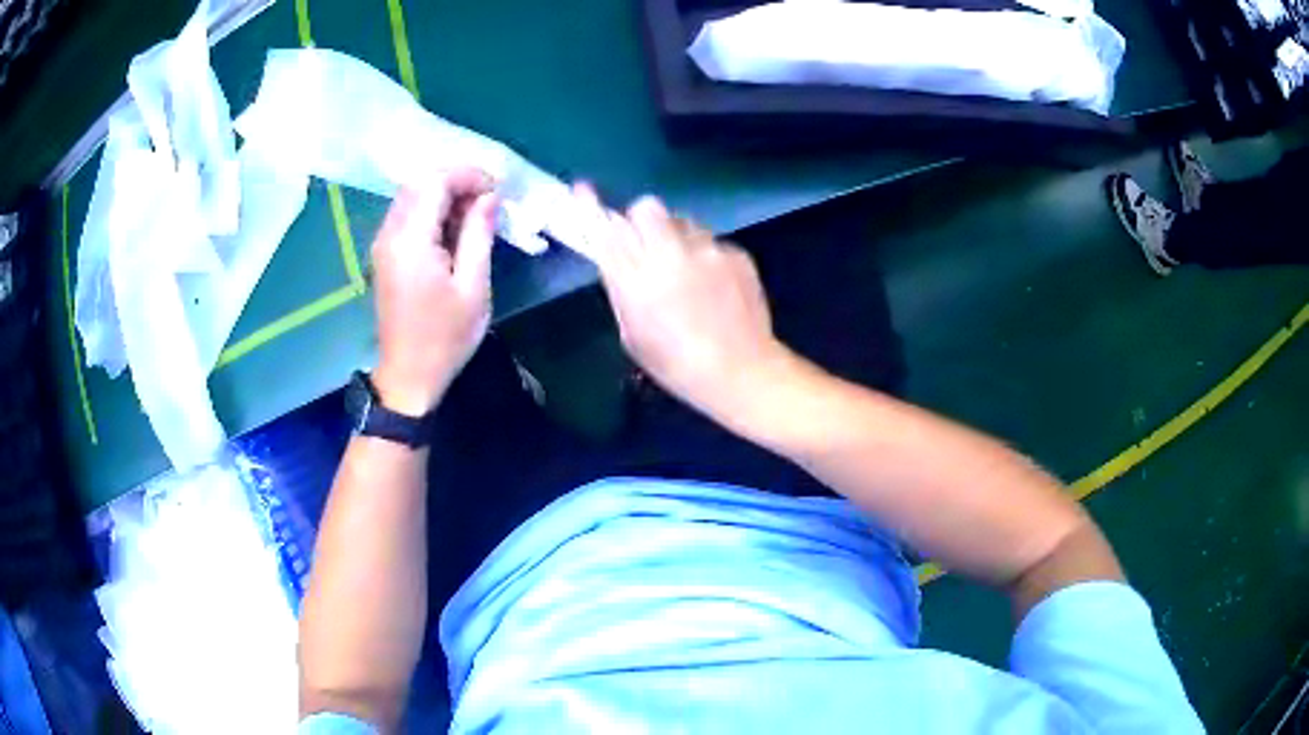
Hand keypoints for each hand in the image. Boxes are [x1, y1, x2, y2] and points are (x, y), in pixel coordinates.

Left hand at [371, 169, 497, 415]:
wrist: (409, 376)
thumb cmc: (445, 337)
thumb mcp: (473, 286)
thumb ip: (479, 233)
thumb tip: (489, 196)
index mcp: (411, 241)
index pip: (435, 182)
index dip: (468, 175)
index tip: (498, 190)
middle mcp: (390, 234)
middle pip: (420, 182)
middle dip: (457, 181)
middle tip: (489, 200)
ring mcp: (383, 243)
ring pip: (412, 195)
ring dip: (445, 195)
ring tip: (476, 215)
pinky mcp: (385, 254)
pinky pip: (407, 214)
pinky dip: (432, 211)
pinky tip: (454, 231)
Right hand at [574, 184, 787, 415]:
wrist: (742, 372)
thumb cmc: (677, 365)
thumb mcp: (633, 334)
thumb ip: (622, 289)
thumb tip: (617, 258)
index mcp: (636, 281)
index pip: (607, 230)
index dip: (591, 207)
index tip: (582, 189)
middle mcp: (670, 254)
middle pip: (647, 207)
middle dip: (641, 221)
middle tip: (647, 247)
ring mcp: (708, 250)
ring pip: (682, 220)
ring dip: (676, 237)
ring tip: (687, 271)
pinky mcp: (737, 253)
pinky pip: (711, 241)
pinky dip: (706, 256)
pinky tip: (715, 285)